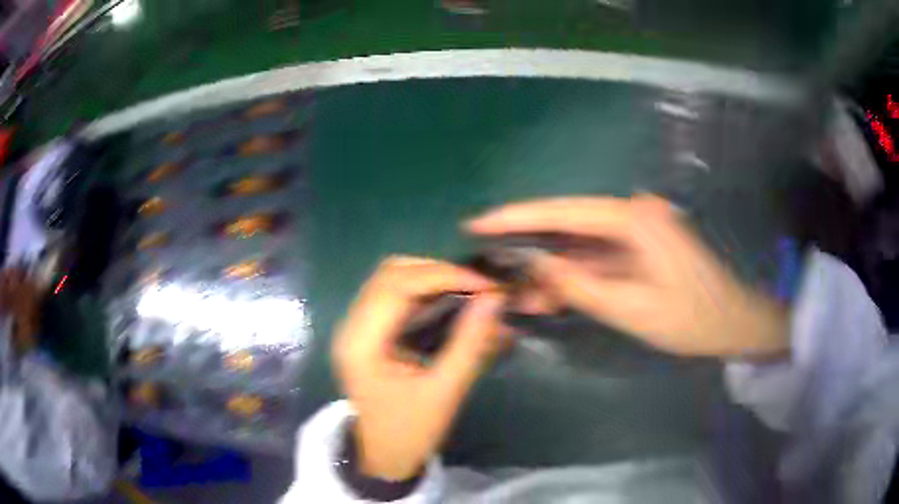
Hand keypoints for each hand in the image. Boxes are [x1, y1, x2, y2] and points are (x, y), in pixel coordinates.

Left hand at [333, 256, 505, 480]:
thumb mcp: (444, 392)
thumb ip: (469, 343)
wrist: (384, 456)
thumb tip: (495, 298)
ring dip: (431, 278)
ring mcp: (356, 327)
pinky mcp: (367, 332)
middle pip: (391, 273)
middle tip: (478, 287)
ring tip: (468, 291)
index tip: (485, 283)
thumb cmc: (410, 432)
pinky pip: (393, 295)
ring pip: (391, 279)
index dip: (443, 275)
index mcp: (361, 344)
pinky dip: (423, 291)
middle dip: (438, 272)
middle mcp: (351, 326)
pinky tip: (450, 301)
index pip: (397, 286)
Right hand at [466, 195, 787, 357]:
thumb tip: (535, 267)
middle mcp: (634, 215)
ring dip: (551, 271)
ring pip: (581, 247)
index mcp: (635, 219)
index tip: (478, 223)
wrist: (734, 323)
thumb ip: (580, 286)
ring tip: (516, 295)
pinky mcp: (640, 249)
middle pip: (569, 226)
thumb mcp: (632, 309)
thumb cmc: (691, 318)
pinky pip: (598, 260)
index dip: (518, 217)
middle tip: (490, 265)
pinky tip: (549, 297)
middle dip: (530, 249)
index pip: (565, 211)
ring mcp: (638, 232)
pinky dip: (574, 278)